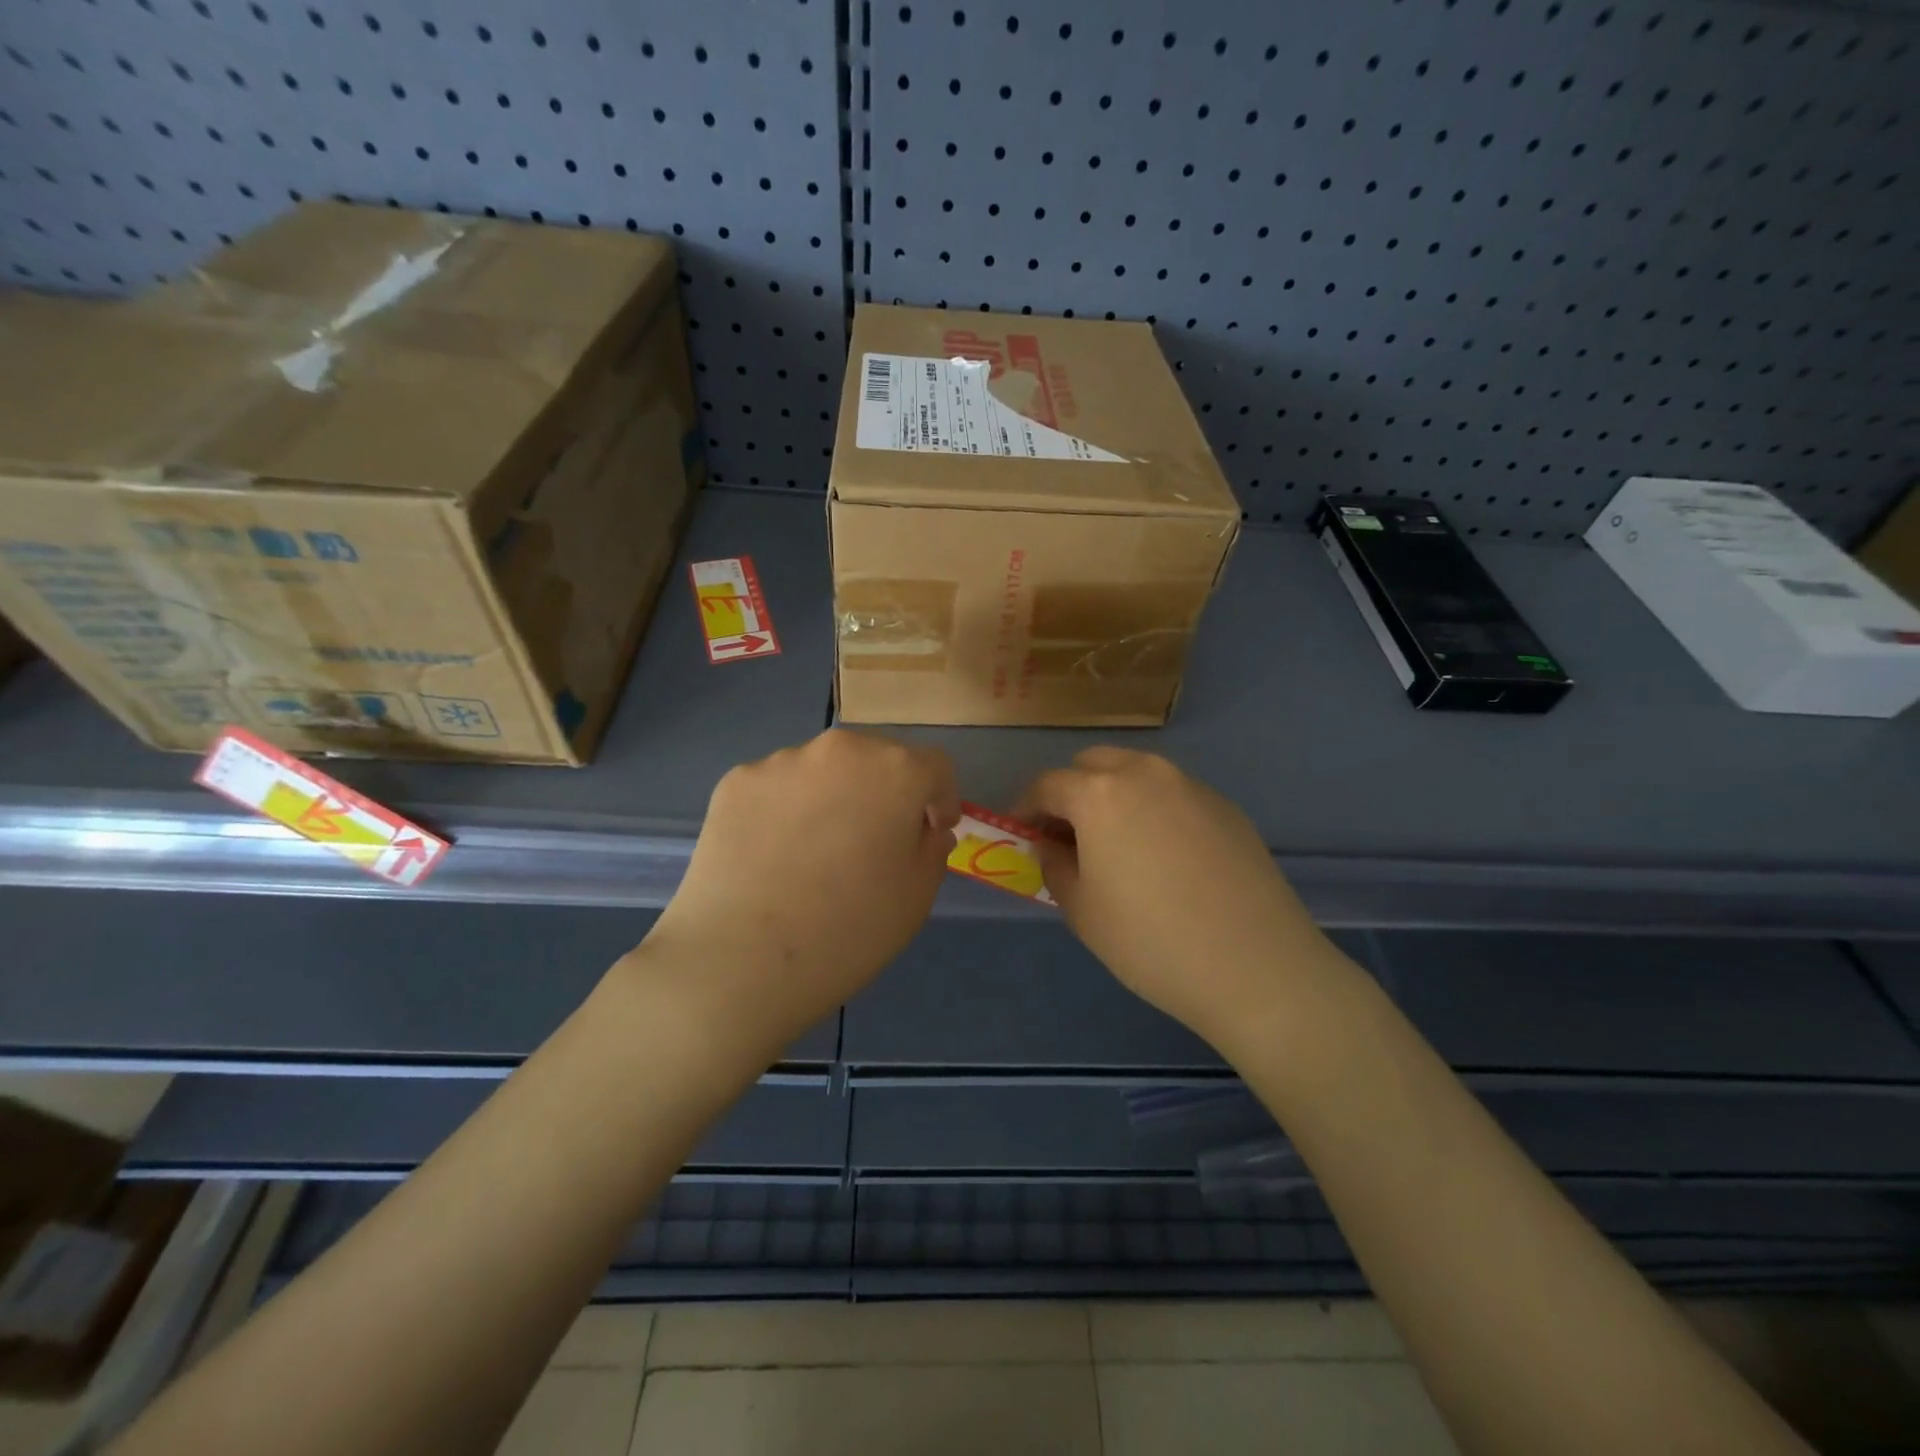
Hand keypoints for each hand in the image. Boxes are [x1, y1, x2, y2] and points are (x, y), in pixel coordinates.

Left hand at [635, 729, 958, 1055]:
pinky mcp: (735, 782)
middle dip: (887, 792)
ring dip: (834, 797)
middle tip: (875, 842)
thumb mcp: (916, 896)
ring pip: (824, 771)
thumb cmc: (848, 931)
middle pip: (877, 759)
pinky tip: (774, 857)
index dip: (941, 798)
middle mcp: (840, 749)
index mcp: (895, 770)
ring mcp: (781, 761)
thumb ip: (931, 848)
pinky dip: (786, 810)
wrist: (738, 960)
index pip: (935, 767)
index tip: (932, 830)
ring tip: (816, 853)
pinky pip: (778, 788)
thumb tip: (922, 828)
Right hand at [1018, 748, 1334, 1051]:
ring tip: (1117, 845)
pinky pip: (1174, 795)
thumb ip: (1055, 866)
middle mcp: (1145, 774)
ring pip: (1137, 774)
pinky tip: (1165, 858)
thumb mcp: (1082, 910)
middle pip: (1093, 765)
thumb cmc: (1151, 941)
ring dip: (1114, 797)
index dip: (1026, 808)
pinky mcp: (1227, 807)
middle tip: (1069, 837)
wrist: (1256, 967)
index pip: (1047, 784)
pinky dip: (1154, 810)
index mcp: (1100, 793)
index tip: (1023, 835)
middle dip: (1071, 792)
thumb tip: (1054, 846)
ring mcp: (1192, 786)